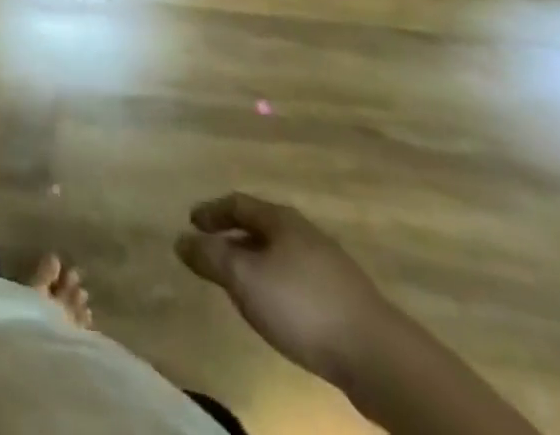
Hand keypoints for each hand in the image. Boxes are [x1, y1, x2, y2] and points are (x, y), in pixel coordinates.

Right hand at [176, 192, 392, 384]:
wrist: (379, 356)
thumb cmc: (302, 305)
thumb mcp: (244, 279)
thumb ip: (209, 257)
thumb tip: (180, 239)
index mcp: (280, 219)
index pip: (237, 203)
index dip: (211, 211)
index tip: (191, 222)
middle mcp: (305, 232)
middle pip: (261, 226)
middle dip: (234, 237)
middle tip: (212, 252)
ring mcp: (330, 265)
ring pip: (281, 253)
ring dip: (256, 262)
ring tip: (241, 283)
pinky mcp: (346, 298)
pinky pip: (299, 278)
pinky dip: (278, 283)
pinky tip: (277, 308)